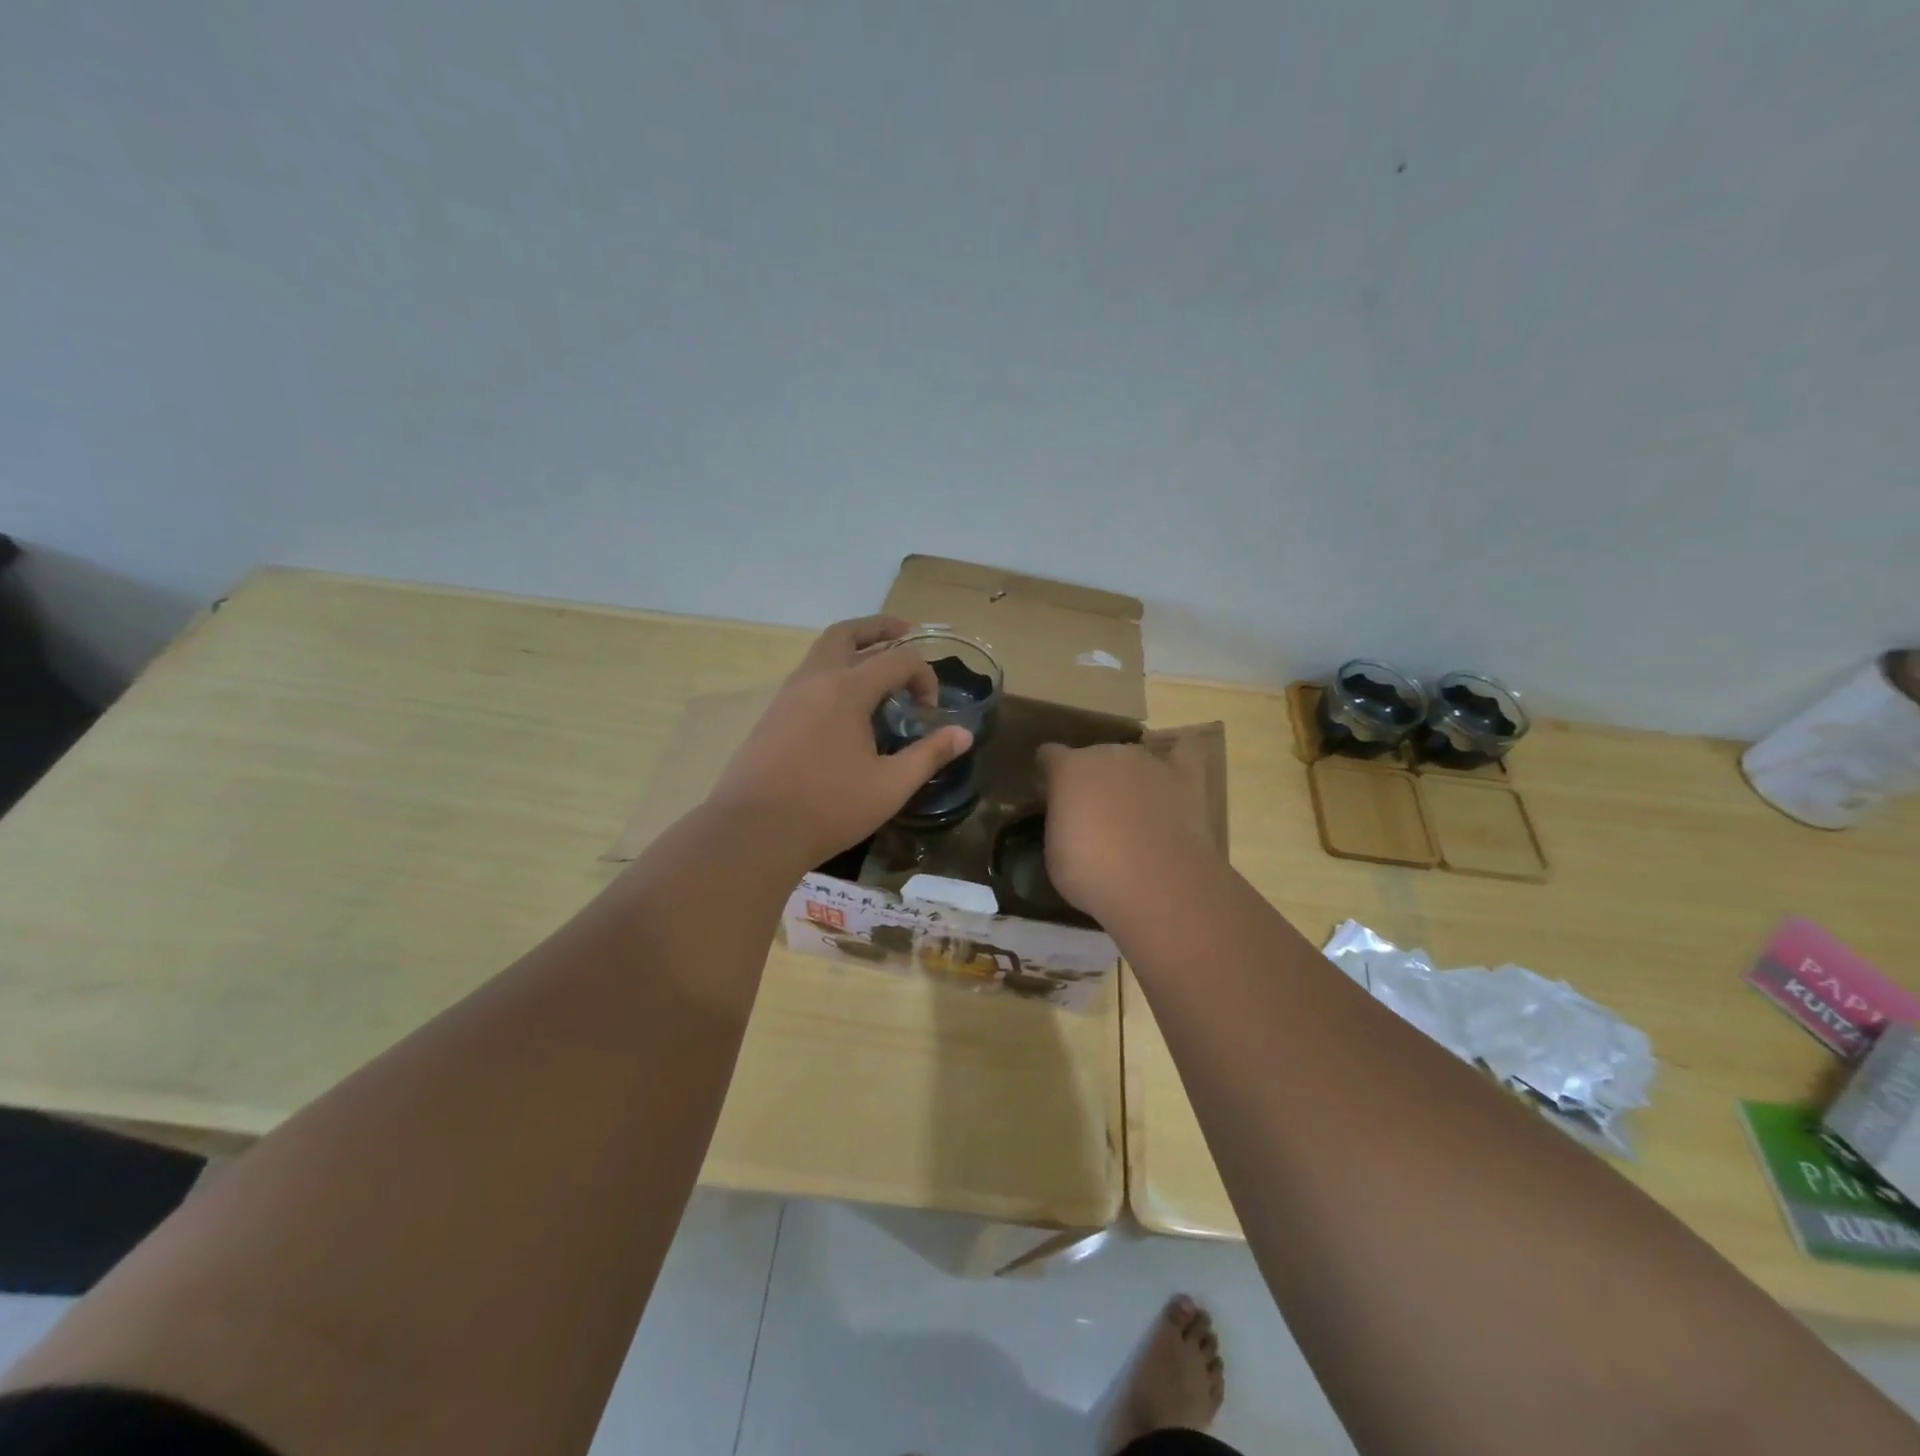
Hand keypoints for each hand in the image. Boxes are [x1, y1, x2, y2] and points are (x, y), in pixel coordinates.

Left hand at [708, 616, 972, 867]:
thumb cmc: (828, 808)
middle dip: (880, 628)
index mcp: (847, 689)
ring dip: (853, 649)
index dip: (924, 677)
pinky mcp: (772, 715)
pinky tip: (845, 705)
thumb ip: (929, 755)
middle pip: (847, 633)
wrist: (753, 831)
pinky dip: (833, 672)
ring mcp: (787, 695)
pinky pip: (808, 677)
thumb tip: (963, 734)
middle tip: (905, 631)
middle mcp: (815, 679)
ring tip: (878, 667)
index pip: (898, 660)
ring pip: (822, 652)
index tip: (930, 710)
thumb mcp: (890, 786)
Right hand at [1035, 741, 1219, 920]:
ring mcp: (1150, 762)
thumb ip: (1059, 821)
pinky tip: (1170, 772)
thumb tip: (1066, 815)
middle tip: (1091, 812)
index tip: (1048, 798)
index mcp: (1069, 768)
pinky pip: (1183, 751)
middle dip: (1089, 778)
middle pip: (1092, 756)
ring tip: (1131, 806)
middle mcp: (1109, 754)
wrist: (1158, 886)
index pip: (1049, 755)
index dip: (1048, 775)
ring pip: (1132, 758)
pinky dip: (1175, 757)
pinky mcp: (1186, 777)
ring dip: (1126, 776)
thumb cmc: (1093, 873)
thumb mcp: (1054, 852)